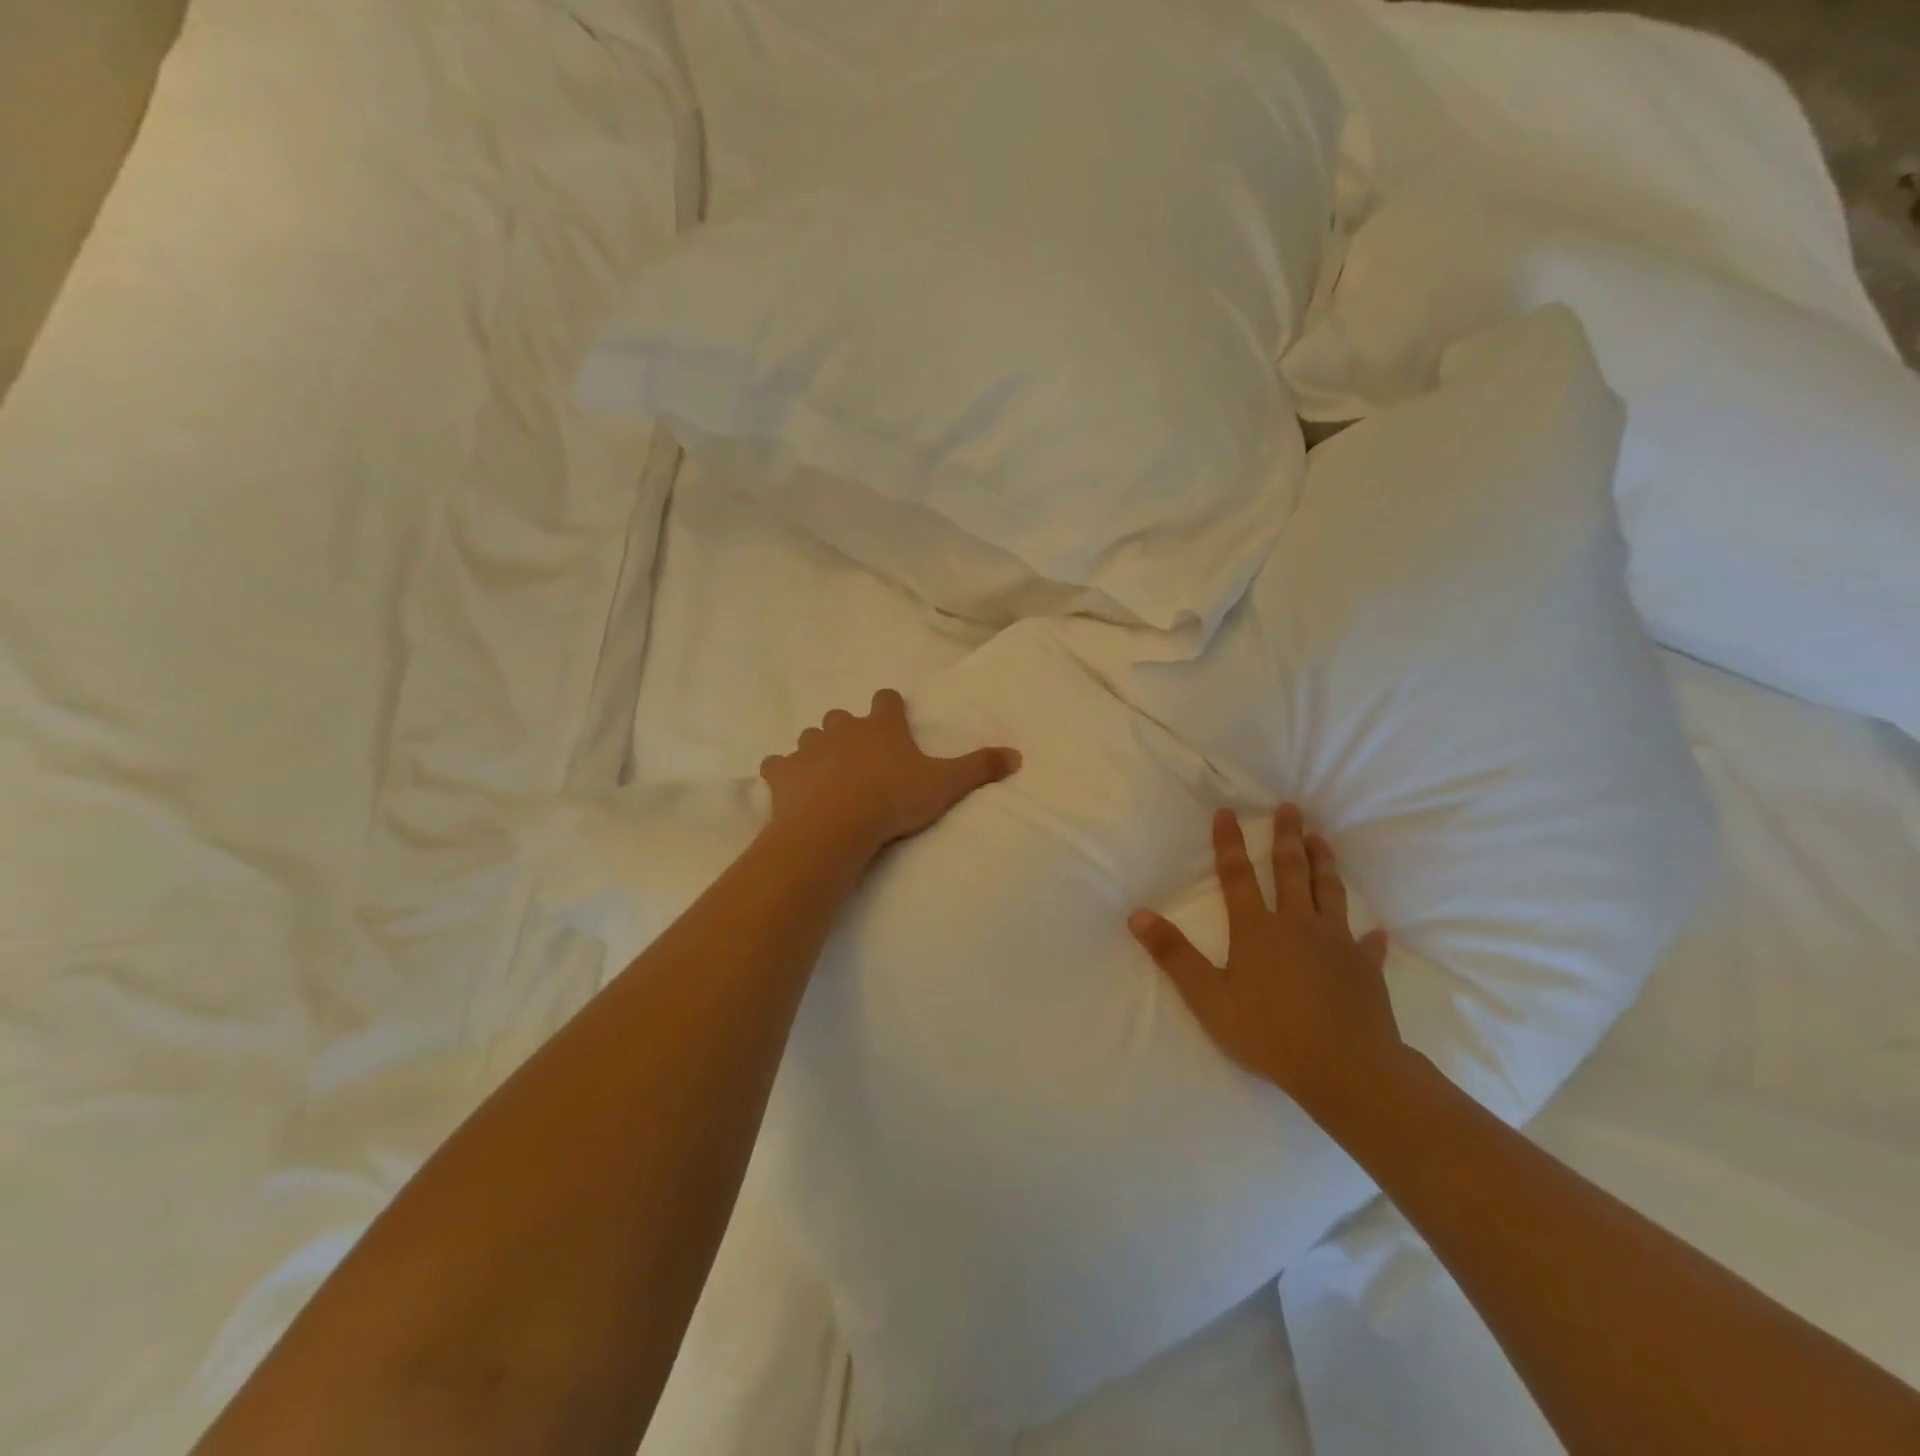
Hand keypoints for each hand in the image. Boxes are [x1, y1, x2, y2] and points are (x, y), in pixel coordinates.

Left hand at [759, 689, 1020, 862]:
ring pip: (810, 737)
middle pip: (842, 717)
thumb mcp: (945, 784)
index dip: (891, 706)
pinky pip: (778, 765)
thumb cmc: (894, 799)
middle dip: (849, 731)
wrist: (837, 825)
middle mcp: (842, 728)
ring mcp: (808, 748)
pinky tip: (791, 789)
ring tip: (827, 776)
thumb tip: (1017, 755)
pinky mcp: (782, 773)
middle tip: (860, 757)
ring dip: (818, 750)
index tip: (894, 717)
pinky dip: (784, 773)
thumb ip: (980, 767)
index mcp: (880, 726)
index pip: (886, 699)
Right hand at [1129, 805, 1401, 1113]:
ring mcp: (1337, 944)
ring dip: (1325, 864)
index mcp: (1257, 929)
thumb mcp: (1208, 998)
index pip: (1238, 875)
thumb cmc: (1269, 1033)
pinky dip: (1370, 936)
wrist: (1347, 1069)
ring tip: (1322, 840)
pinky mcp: (1366, 969)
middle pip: (1291, 871)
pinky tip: (1376, 931)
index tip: (1227, 812)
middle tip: (1292, 808)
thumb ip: (1174, 955)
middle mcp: (1298, 925)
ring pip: (1329, 893)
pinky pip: (1368, 945)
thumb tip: (1138, 916)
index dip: (1229, 843)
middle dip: (1287, 837)